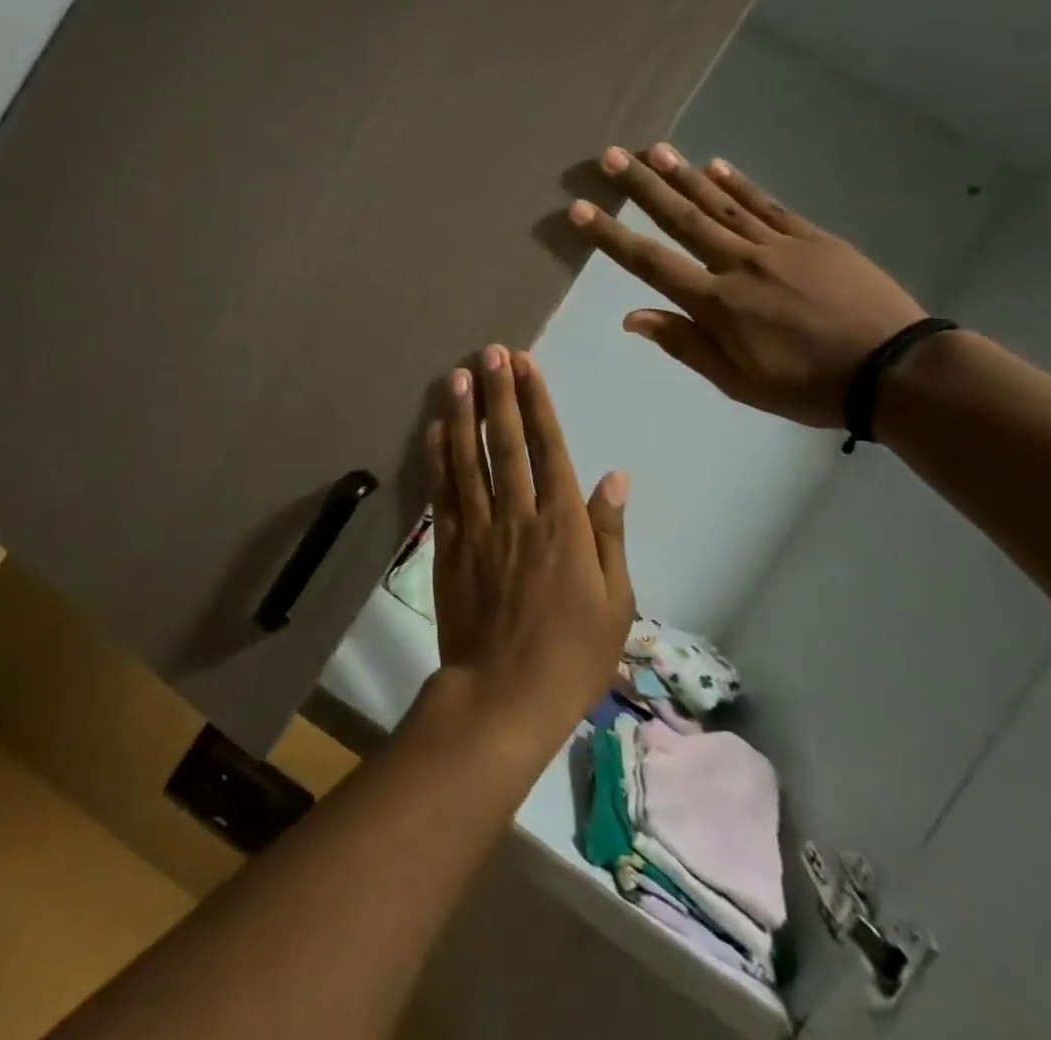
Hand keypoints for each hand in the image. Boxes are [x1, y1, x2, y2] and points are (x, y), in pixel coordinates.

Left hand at [426, 345, 634, 751]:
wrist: (504, 698)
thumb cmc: (572, 655)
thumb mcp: (615, 601)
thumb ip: (609, 534)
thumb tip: (614, 476)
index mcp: (563, 525)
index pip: (549, 448)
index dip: (537, 403)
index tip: (526, 366)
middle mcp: (518, 515)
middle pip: (506, 443)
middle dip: (499, 394)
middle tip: (490, 353)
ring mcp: (479, 529)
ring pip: (469, 460)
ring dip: (463, 414)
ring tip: (458, 375)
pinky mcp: (449, 547)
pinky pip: (443, 494)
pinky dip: (438, 459)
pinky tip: (435, 428)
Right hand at [567, 144, 925, 428]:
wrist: (895, 370)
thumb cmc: (807, 386)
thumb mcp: (737, 381)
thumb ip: (684, 344)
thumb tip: (632, 317)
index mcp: (716, 304)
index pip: (650, 263)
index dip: (610, 235)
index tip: (580, 208)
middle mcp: (738, 264)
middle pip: (681, 219)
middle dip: (641, 187)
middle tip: (611, 157)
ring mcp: (777, 245)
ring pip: (720, 203)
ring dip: (683, 175)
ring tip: (653, 149)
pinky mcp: (812, 237)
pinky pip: (767, 204)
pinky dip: (739, 183)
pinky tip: (715, 164)